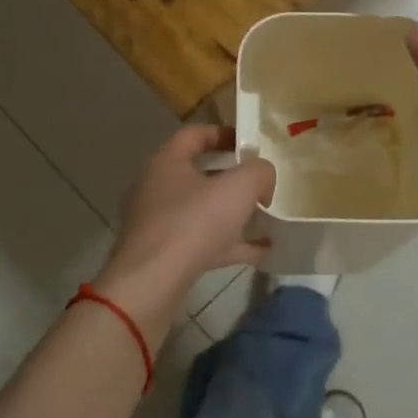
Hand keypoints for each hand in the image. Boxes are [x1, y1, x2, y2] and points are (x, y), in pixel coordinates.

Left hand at [92, 126, 275, 339]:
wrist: (152, 284)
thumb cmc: (194, 223)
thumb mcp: (239, 187)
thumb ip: (259, 172)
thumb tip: (263, 178)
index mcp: (167, 162)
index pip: (195, 135)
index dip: (224, 134)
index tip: (250, 143)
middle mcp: (157, 188)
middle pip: (198, 174)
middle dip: (232, 178)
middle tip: (259, 183)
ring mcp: (158, 224)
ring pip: (201, 211)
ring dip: (232, 214)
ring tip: (265, 218)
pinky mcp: (163, 255)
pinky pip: (203, 243)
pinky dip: (230, 244)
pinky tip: (261, 252)